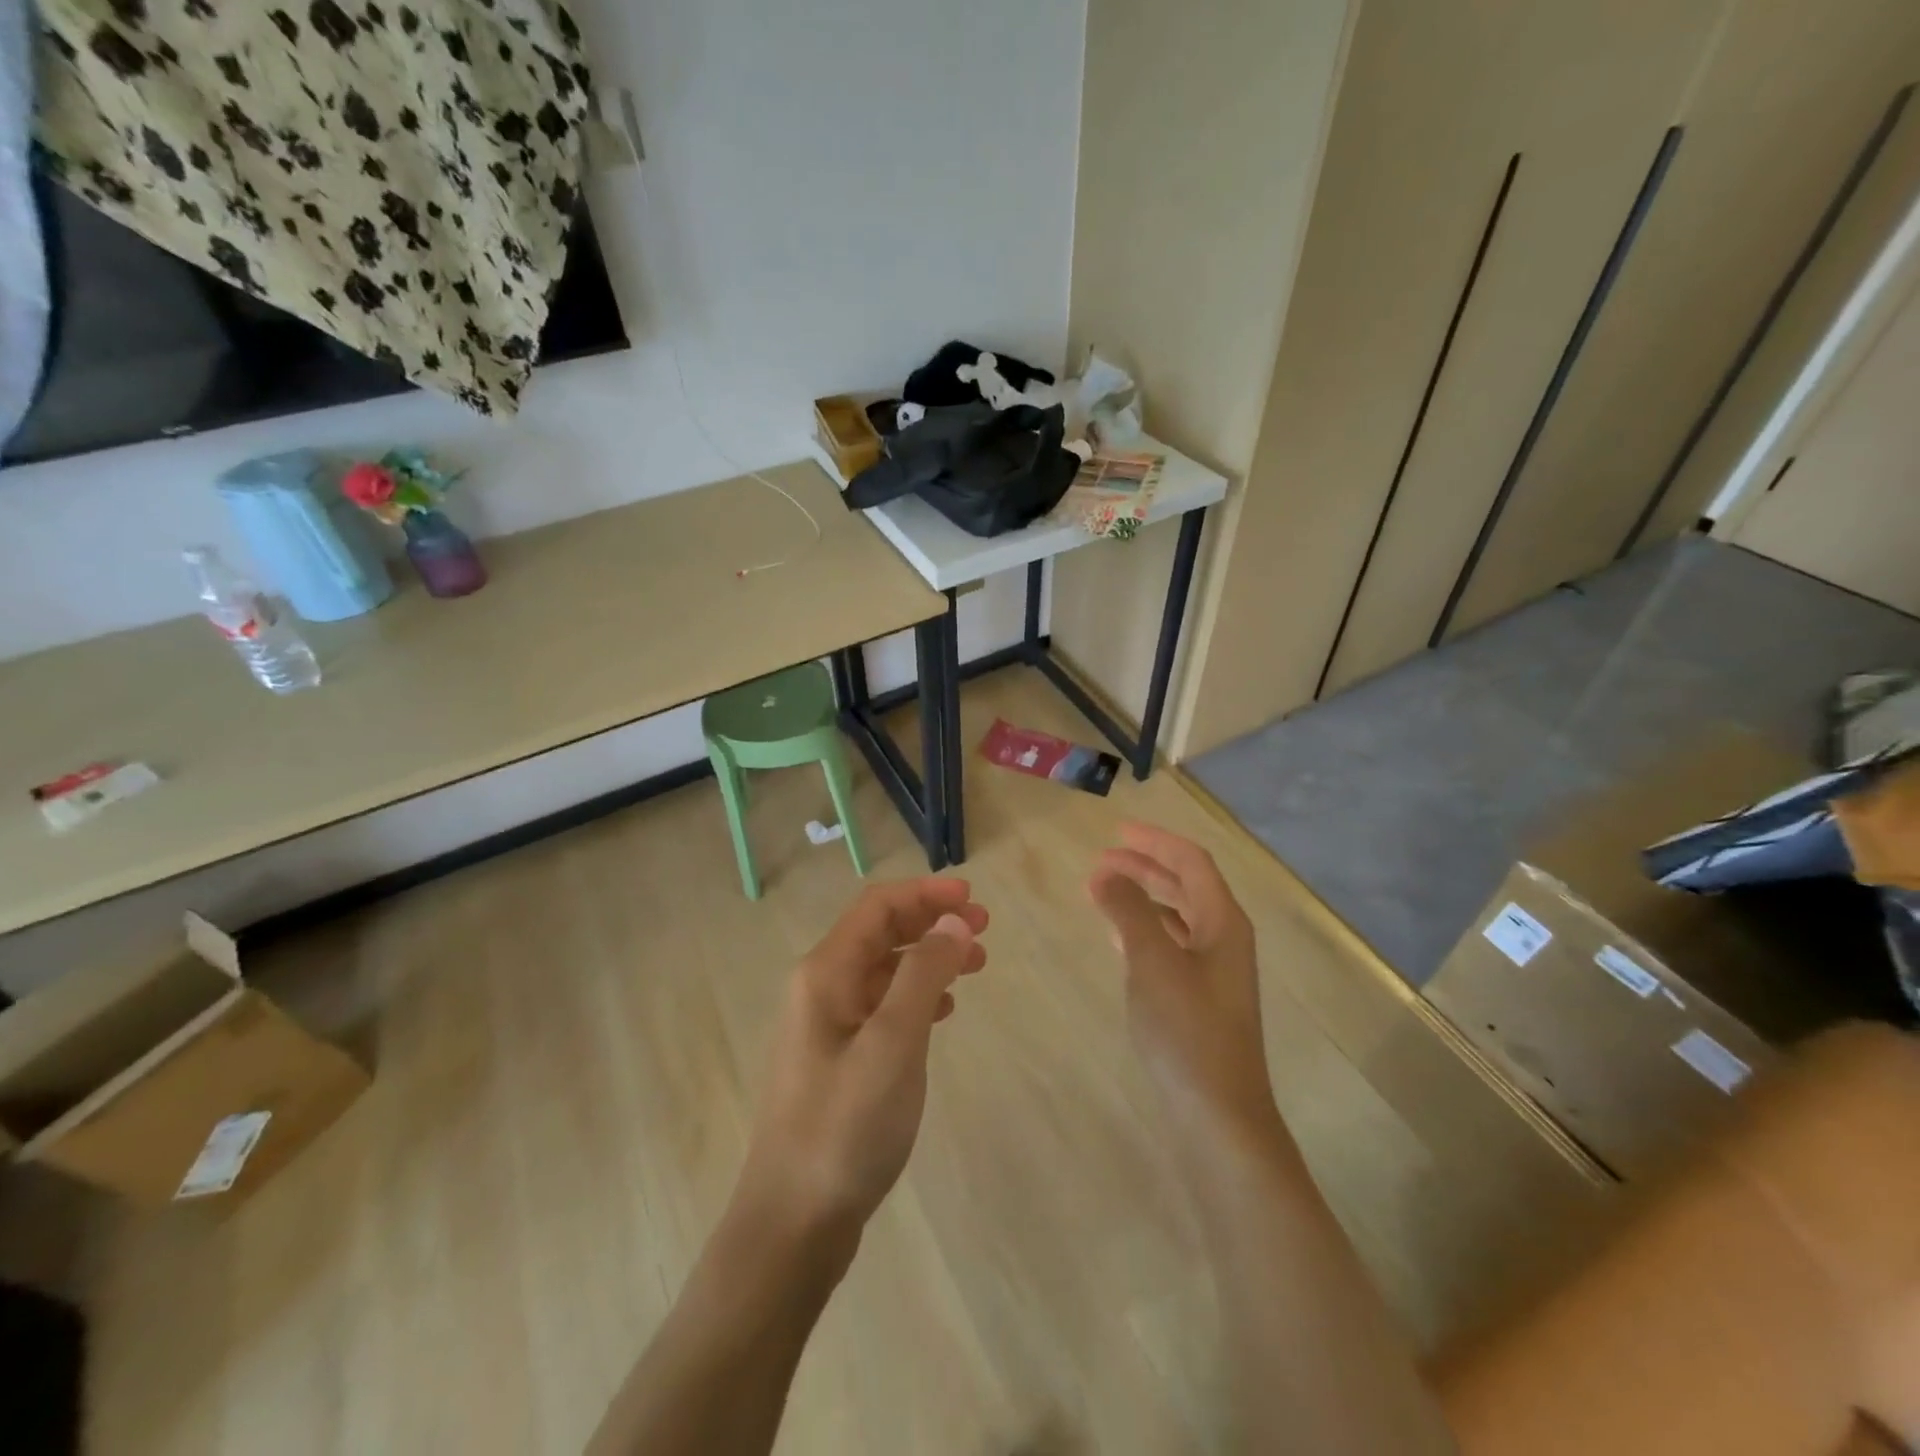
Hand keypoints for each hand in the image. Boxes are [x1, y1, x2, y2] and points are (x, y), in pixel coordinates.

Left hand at [735, 878, 987, 1241]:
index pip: (878, 907)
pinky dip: (916, 996)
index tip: (974, 898)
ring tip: (976, 965)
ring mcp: (827, 1026)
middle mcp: (820, 989)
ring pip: (885, 970)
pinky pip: (882, 1007)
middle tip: (984, 928)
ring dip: (929, 958)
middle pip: (881, 933)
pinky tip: (944, 1010)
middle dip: (931, 922)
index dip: (926, 894)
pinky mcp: (838, 1059)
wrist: (793, 1222)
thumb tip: (951, 921)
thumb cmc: (845, 1126)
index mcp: (825, 973)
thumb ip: (923, 974)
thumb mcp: (893, 1044)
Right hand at [1088, 823, 1279, 1148]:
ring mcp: (1214, 972)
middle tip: (1101, 861)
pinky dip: (1144, 932)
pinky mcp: (1200, 999)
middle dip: (1145, 868)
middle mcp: (1224, 939)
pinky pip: (1171, 947)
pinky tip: (1119, 939)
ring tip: (1102, 893)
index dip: (1155, 841)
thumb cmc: (1187, 1029)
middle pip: (1185, 886)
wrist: (1219, 1115)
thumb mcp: (1153, 962)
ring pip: (1177, 917)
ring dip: (1143, 899)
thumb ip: (1128, 912)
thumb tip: (1104, 873)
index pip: (1191, 862)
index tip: (1116, 832)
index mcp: (1223, 922)